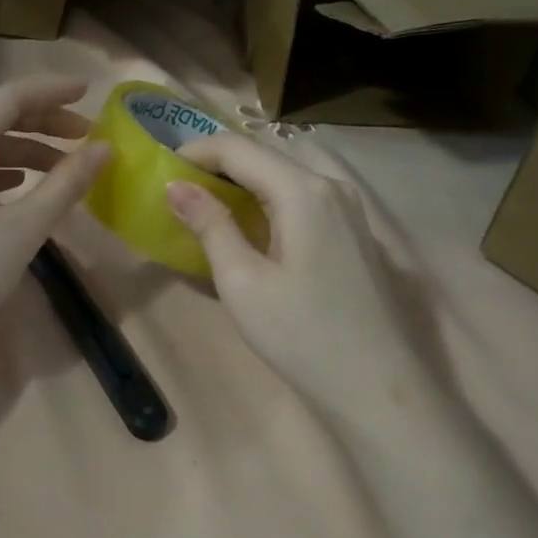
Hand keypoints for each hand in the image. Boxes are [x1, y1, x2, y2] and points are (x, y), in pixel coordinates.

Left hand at [0, 76, 110, 371]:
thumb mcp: (22, 229)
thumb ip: (65, 184)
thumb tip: (104, 149)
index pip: (10, 96)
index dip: (53, 90)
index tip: (90, 92)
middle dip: (44, 122)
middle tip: (87, 137)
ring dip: (26, 150)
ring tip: (65, 168)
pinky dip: (3, 174)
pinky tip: (23, 191)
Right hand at [165, 132, 426, 417]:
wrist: (377, 389)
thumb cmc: (301, 335)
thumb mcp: (242, 282)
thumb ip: (210, 225)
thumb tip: (176, 186)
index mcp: (303, 191)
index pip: (237, 148)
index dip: (194, 153)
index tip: (160, 173)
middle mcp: (332, 186)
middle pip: (263, 160)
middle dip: (216, 170)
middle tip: (176, 195)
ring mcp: (350, 211)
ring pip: (284, 182)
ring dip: (241, 189)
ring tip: (204, 212)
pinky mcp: (356, 236)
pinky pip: (303, 204)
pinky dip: (267, 208)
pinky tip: (249, 234)